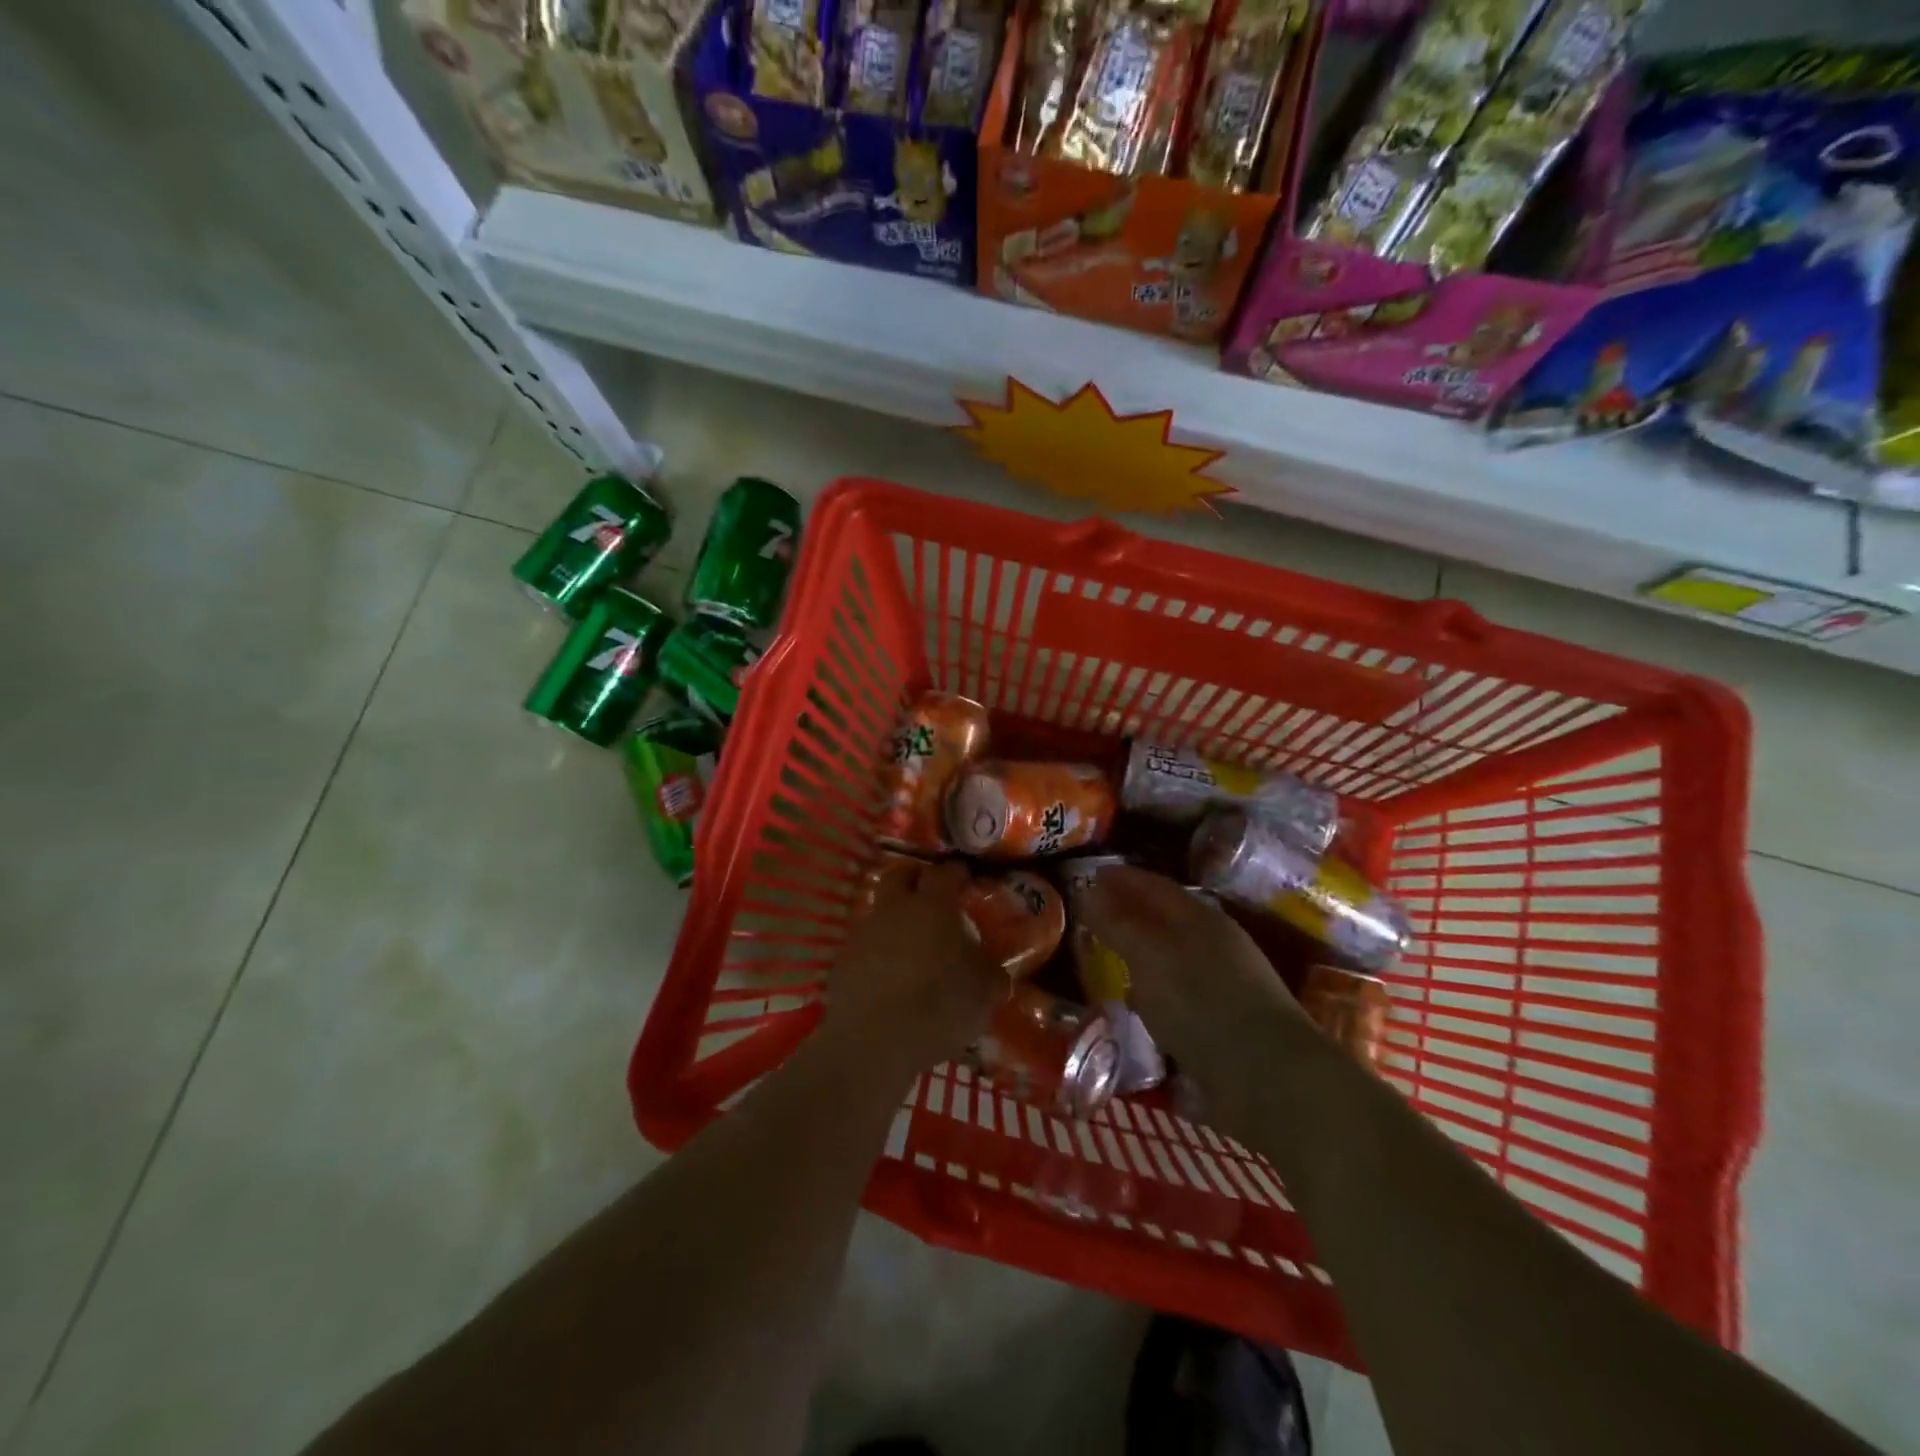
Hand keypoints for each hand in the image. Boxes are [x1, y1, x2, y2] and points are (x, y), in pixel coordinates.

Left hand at [822, 859, 1004, 1079]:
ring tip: (911, 939)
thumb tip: (992, 967)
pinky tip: (889, 971)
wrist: (872, 1043)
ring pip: (879, 908)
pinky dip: (878, 947)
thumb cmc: (938, 1008)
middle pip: (900, 874)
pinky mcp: (843, 959)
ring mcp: (864, 932)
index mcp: (933, 907)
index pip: (945, 872)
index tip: (966, 878)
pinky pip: (865, 941)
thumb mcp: (983, 992)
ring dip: (894, 915)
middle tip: (930, 892)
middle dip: (915, 877)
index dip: (957, 872)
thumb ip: (990, 971)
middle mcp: (895, 908)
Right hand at [1080, 866, 1304, 1070]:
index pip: (1155, 886)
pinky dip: (1155, 990)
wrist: (1268, 1078)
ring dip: (1142, 954)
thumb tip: (1087, 891)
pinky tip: (1140, 1004)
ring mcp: (1226, 984)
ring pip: (1174, 957)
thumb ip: (1117, 924)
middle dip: (1131, 914)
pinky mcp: (1227, 1024)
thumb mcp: (1148, 957)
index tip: (1091, 876)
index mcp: (1200, 918)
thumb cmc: (1201, 1003)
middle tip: (1093, 915)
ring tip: (1109, 958)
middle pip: (1166, 919)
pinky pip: (1180, 993)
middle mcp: (1216, 944)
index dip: (1122, 878)